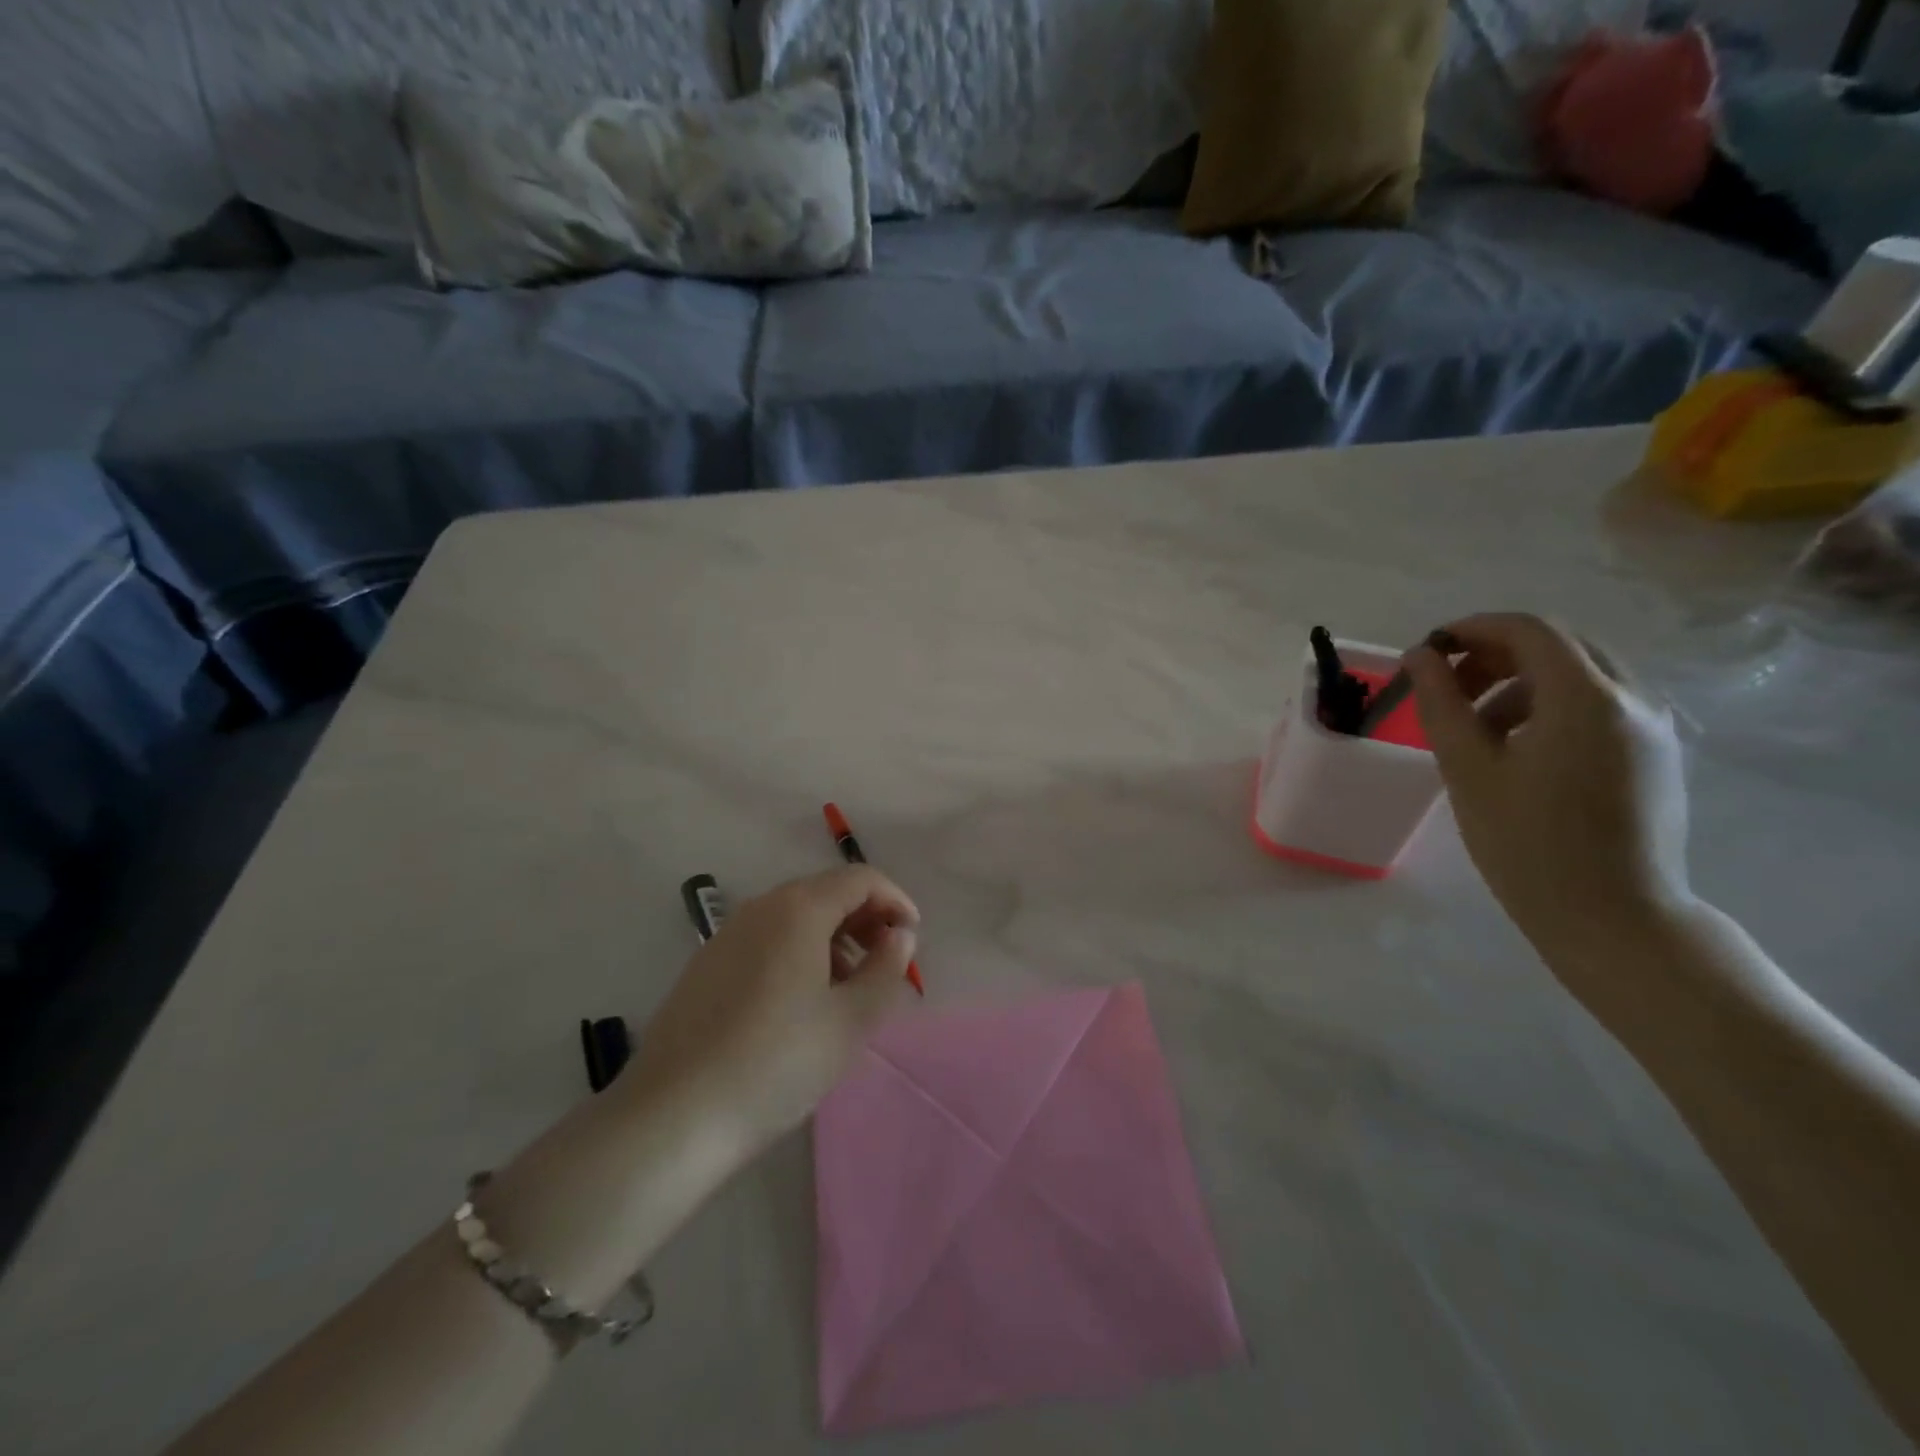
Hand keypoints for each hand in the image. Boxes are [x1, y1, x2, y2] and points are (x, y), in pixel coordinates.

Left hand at [625, 866, 918, 1148]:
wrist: (673, 1117)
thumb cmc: (777, 1062)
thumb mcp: (850, 1021)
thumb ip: (886, 969)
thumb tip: (900, 936)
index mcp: (798, 909)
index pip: (860, 879)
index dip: (896, 900)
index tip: (913, 939)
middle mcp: (761, 908)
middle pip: (826, 893)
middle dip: (865, 920)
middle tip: (885, 965)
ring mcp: (727, 935)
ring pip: (795, 918)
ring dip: (833, 940)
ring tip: (847, 992)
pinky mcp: (706, 965)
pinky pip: (766, 941)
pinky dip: (798, 954)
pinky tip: (800, 1005)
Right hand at [1404, 613, 1691, 981]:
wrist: (1613, 917)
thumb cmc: (1527, 843)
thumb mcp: (1468, 769)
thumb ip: (1441, 703)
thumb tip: (1421, 657)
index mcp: (1586, 698)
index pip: (1528, 630)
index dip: (1472, 629)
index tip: (1429, 652)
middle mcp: (1633, 699)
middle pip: (1558, 646)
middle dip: (1494, 655)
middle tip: (1448, 689)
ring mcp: (1654, 727)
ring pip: (1580, 675)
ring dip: (1521, 683)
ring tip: (1477, 728)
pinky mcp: (1657, 754)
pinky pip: (1601, 705)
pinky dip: (1552, 707)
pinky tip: (1520, 750)